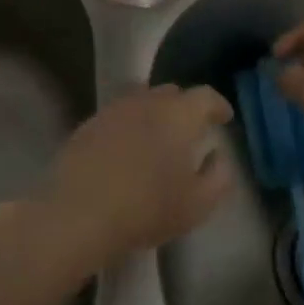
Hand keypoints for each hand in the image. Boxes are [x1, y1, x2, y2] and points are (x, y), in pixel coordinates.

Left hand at [0, 85, 233, 277]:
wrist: (79, 212)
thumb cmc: (147, 208)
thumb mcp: (198, 204)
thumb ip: (218, 176)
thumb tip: (218, 155)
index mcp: (178, 115)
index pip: (205, 96)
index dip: (218, 105)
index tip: (224, 119)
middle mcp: (145, 102)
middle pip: (171, 93)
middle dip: (185, 106)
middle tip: (191, 129)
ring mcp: (113, 109)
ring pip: (142, 100)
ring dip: (155, 112)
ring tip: (159, 136)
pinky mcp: (88, 123)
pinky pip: (118, 114)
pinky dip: (129, 123)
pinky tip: (128, 147)